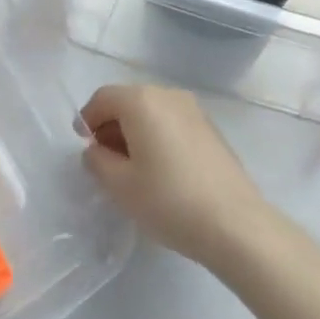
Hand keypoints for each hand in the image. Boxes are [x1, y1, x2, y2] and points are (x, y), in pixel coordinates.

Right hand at [80, 84, 267, 265]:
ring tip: (133, 169)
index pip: (102, 98)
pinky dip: (158, 136)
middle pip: (128, 101)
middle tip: (105, 162)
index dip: (87, 120)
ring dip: (135, 132)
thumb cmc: (168, 200)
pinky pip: (172, 122)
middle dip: (111, 126)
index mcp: (141, 100)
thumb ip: (97, 161)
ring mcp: (194, 109)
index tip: (84, 148)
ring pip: (151, 112)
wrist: (234, 224)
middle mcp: (168, 94)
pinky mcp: (210, 128)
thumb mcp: (120, 185)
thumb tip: (96, 149)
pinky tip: (161, 170)